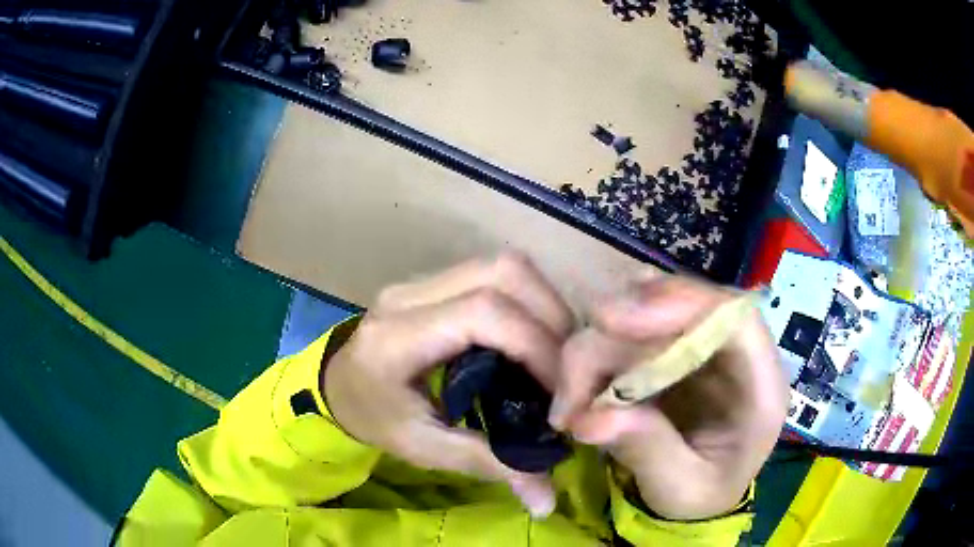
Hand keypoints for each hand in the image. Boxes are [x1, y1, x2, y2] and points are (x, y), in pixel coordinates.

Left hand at [324, 252, 574, 517]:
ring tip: (558, 354)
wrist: (338, 386)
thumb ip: (488, 464)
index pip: (482, 313)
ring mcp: (423, 280)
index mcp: (397, 338)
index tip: (561, 392)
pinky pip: (496, 275)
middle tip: (570, 368)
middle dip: (551, 316)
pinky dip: (529, 302)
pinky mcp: (436, 281)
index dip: (535, 345)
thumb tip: (547, 501)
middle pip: (501, 272)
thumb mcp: (424, 449)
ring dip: (545, 305)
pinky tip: (535, 339)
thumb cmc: (374, 420)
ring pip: (504, 266)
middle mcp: (409, 295)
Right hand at [549, 274, 786, 520]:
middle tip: (571, 391)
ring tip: (569, 407)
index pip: (734, 316)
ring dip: (596, 349)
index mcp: (761, 384)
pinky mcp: (672, 344)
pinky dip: (597, 353)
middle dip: (615, 337)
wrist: (703, 490)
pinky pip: (630, 330)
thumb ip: (648, 451)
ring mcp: (701, 342)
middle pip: (678, 305)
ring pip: (645, 312)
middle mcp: (734, 350)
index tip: (612, 322)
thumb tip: (589, 419)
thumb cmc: (703, 493)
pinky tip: (580, 388)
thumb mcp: (680, 489)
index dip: (680, 304)